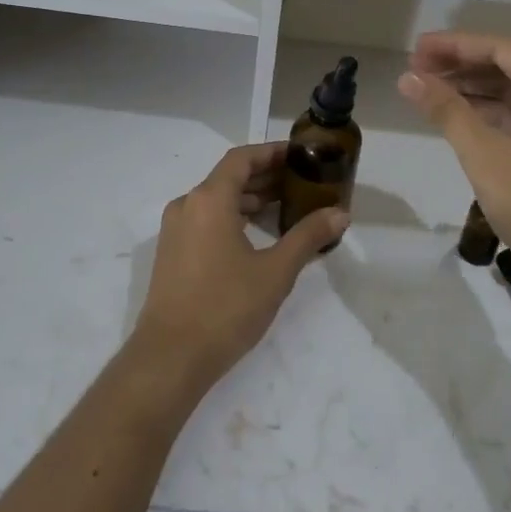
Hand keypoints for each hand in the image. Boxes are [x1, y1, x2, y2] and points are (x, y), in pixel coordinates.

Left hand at [129, 143, 348, 392]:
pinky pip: (206, 221)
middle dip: (265, 177)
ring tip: (285, 209)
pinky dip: (233, 218)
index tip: (300, 156)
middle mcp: (187, 206)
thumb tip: (340, 214)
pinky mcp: (172, 254)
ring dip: (249, 200)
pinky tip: (257, 237)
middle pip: (228, 178)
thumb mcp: (275, 271)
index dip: (271, 153)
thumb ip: (307, 237)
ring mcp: (175, 231)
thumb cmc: (225, 307)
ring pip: (216, 201)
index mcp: (208, 200)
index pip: (242, 159)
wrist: (170, 358)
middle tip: (302, 183)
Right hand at [398, 32, 510, 301]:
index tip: (417, 49)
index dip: (457, 46)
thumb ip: (447, 112)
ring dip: (475, 90)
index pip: (503, 50)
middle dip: (463, 66)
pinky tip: (462, 120)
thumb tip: (409, 78)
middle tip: (416, 69)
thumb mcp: (486, 157)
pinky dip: (492, 115)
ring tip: (430, 90)